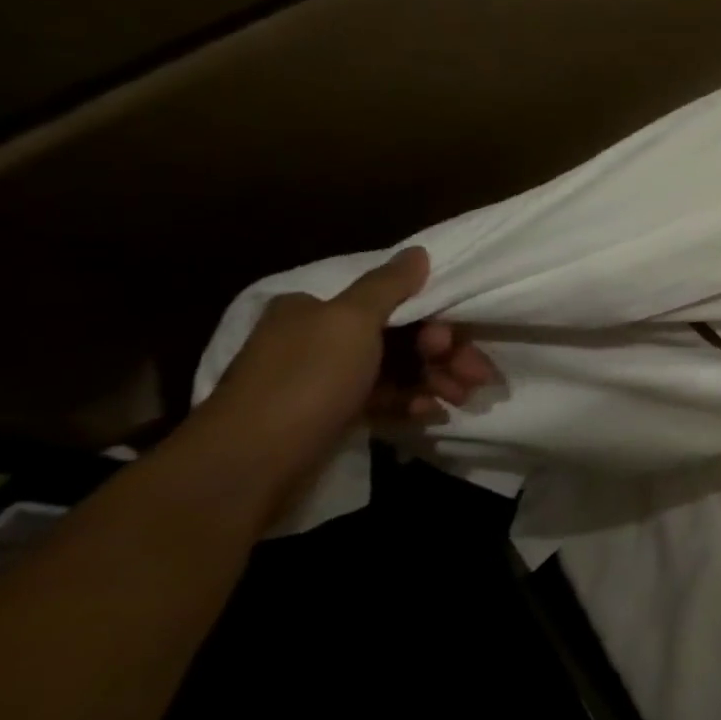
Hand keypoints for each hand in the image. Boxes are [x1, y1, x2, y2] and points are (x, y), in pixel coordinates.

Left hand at [203, 248, 497, 471]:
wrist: (246, 467)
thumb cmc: (305, 381)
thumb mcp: (350, 321)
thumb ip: (388, 285)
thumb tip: (417, 252)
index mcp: (314, 309)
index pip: (392, 303)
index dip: (432, 319)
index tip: (452, 343)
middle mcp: (315, 339)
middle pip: (400, 336)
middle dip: (443, 355)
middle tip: (474, 377)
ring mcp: (321, 381)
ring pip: (396, 370)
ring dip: (434, 380)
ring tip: (459, 399)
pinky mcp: (328, 417)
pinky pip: (381, 400)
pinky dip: (408, 403)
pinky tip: (427, 415)